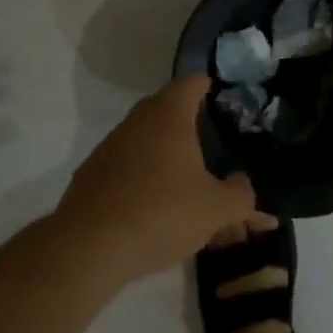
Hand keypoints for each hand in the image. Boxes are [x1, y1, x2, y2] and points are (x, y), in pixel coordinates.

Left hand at [55, 74, 254, 283]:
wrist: (86, 251)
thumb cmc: (161, 213)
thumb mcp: (216, 209)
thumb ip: (241, 195)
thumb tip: (245, 188)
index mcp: (169, 113)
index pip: (194, 82)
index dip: (213, 88)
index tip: (228, 104)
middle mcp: (138, 120)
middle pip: (170, 111)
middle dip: (194, 127)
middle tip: (216, 148)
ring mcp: (110, 147)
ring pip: (149, 143)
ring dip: (169, 158)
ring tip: (191, 189)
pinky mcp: (92, 177)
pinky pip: (129, 169)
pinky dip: (146, 181)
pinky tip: (159, 212)